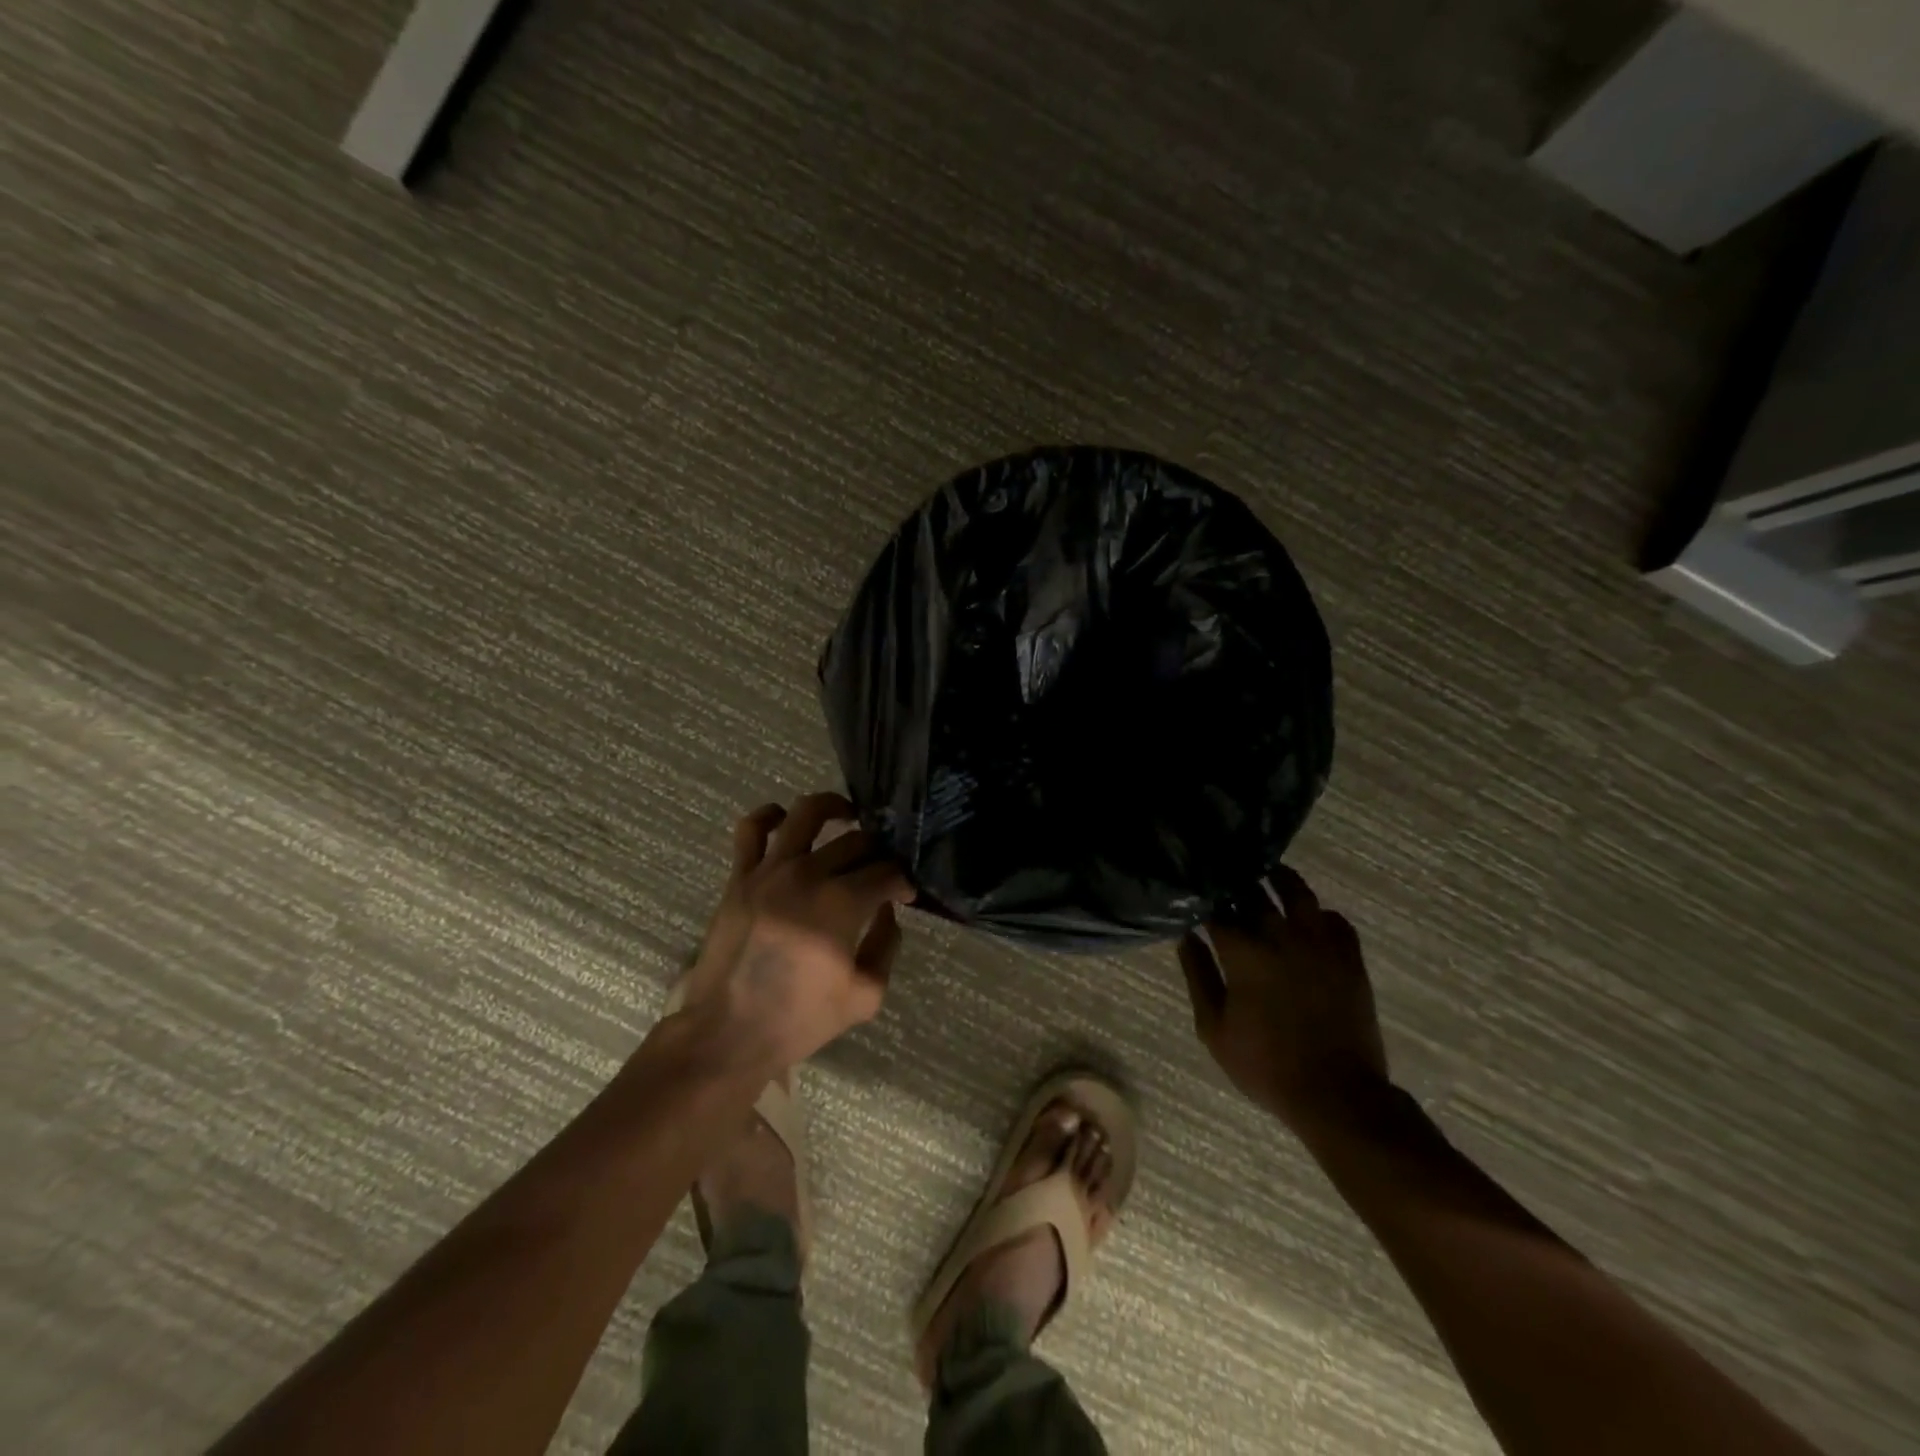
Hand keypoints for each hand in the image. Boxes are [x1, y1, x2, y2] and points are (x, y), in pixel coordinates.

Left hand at [679, 792, 914, 1070]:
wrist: (728, 1034)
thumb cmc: (800, 1020)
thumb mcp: (865, 995)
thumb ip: (887, 945)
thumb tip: (888, 910)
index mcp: (841, 905)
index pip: (886, 872)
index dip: (903, 882)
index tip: (905, 896)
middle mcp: (807, 875)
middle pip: (855, 842)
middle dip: (877, 853)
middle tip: (879, 871)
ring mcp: (769, 871)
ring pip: (807, 814)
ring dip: (834, 808)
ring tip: (847, 817)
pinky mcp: (740, 876)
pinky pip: (751, 829)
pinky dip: (770, 815)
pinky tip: (786, 820)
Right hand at [1179, 866, 1389, 1136]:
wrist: (1337, 1094)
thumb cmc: (1265, 1064)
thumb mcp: (1214, 1027)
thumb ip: (1198, 975)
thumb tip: (1186, 935)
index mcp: (1244, 952)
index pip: (1217, 909)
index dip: (1203, 897)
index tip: (1195, 891)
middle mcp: (1281, 936)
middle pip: (1254, 892)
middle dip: (1236, 883)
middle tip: (1225, 877)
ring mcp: (1320, 944)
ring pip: (1299, 892)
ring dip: (1279, 879)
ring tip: (1266, 873)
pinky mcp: (1350, 957)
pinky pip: (1335, 919)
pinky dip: (1318, 913)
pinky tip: (1308, 919)